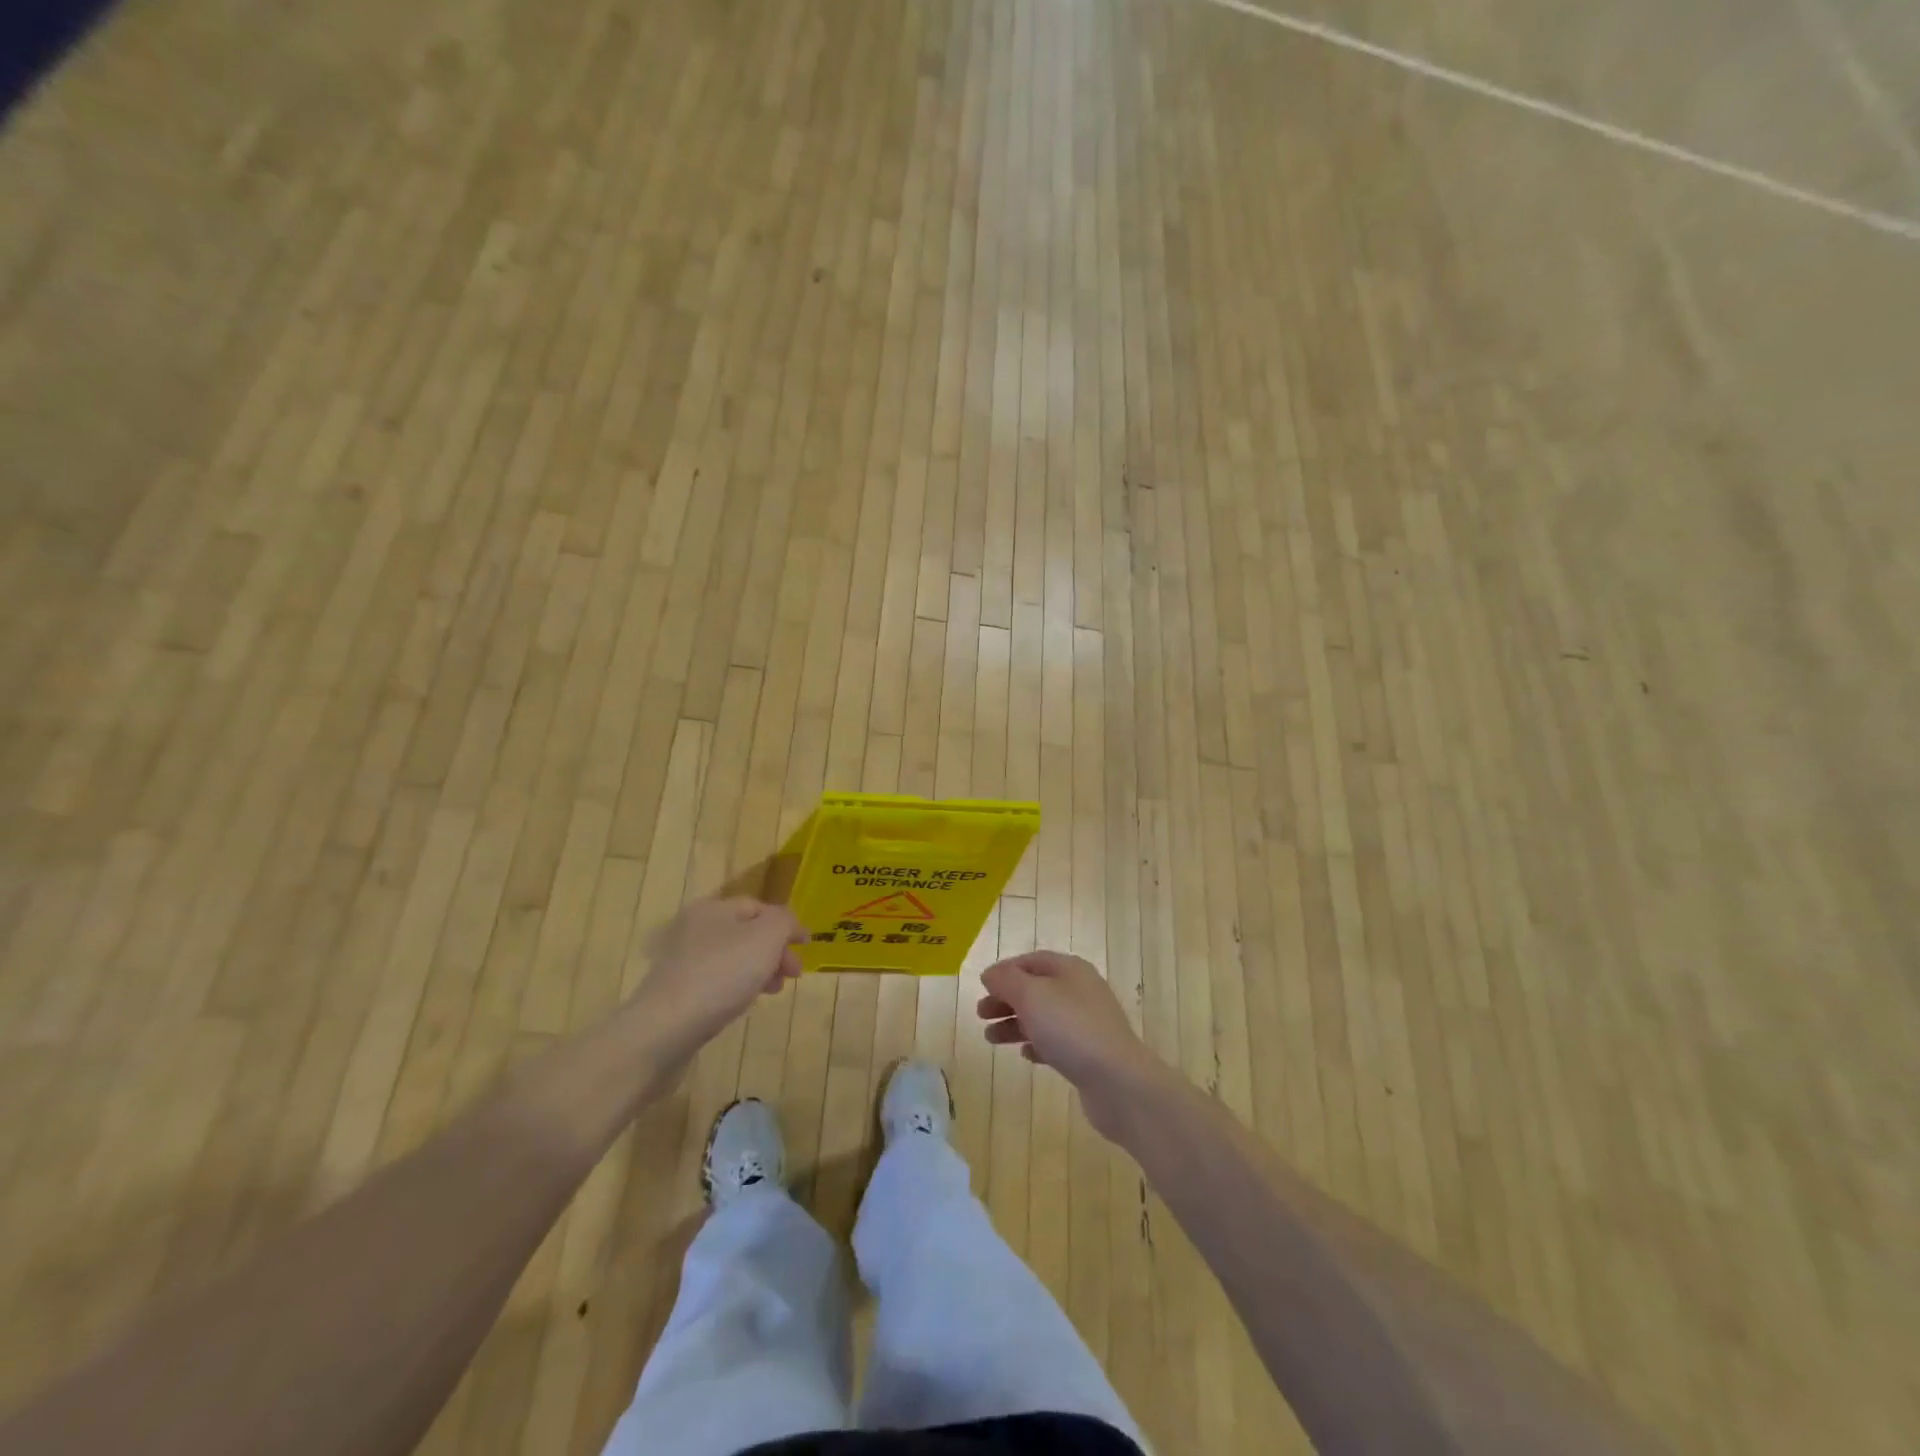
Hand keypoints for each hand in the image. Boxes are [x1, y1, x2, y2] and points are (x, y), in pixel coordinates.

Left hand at [634, 898, 804, 1062]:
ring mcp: (682, 963)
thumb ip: (785, 921)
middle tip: (794, 974)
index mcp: (713, 909)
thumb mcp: (766, 937)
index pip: (758, 906)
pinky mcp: (677, 993)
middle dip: (775, 950)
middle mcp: (694, 929)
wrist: (665, 1030)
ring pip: (733, 959)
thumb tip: (790, 924)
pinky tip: (745, 1003)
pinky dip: (737, 988)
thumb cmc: (722, 974)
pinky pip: (717, 982)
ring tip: (774, 991)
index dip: (786, 923)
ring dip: (760, 970)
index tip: (808, 946)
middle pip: (746, 933)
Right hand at [978, 950, 1169, 1137]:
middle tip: (980, 1014)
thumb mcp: (1031, 996)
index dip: (1006, 970)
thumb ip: (1007, 980)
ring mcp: (1087, 1023)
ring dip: (1015, 1024)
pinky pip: (1057, 1042)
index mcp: (1070, 970)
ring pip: (1044, 1017)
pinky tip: (1025, 1055)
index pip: (1032, 961)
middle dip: (1007, 1000)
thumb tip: (991, 973)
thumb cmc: (1070, 1028)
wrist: (1117, 1081)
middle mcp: (1080, 991)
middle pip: (1036, 989)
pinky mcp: (1089, 1053)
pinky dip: (1037, 1044)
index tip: (982, 986)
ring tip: (990, 1038)